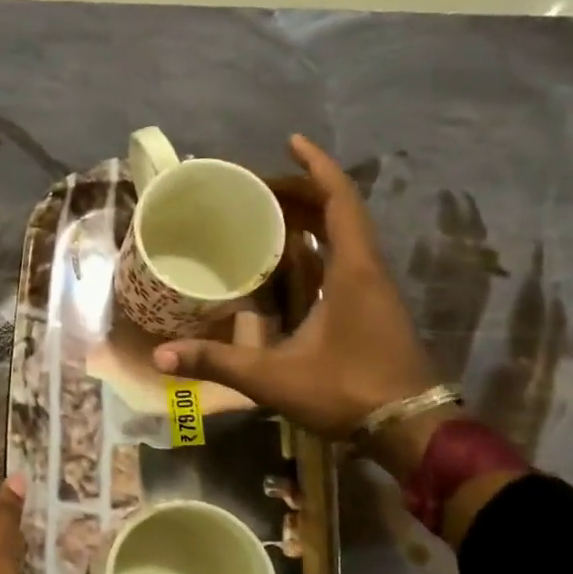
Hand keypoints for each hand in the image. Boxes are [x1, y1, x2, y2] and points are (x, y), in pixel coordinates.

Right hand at [153, 134, 439, 473]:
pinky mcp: (373, 309)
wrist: (411, 431)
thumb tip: (161, 356)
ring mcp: (375, 290)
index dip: (316, 167)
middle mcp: (368, 270)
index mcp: (353, 271)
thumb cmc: (347, 392)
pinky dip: (316, 246)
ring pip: (344, 235)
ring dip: (310, 218)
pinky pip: (344, 259)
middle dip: (301, 192)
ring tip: (266, 214)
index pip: (340, 201)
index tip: (291, 142)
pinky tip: (288, 261)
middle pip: (340, 212)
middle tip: (256, 189)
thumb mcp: (274, 378)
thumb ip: (217, 362)